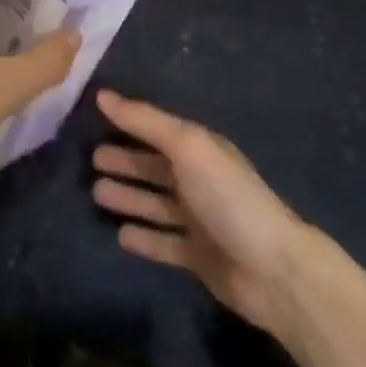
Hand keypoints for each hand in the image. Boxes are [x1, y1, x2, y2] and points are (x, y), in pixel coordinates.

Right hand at [91, 90, 315, 344]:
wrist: (273, 270)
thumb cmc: (228, 197)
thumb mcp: (187, 147)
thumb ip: (144, 121)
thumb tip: (102, 95)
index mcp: (200, 150)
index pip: (158, 130)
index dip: (129, 124)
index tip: (94, 118)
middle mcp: (199, 181)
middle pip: (154, 167)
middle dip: (125, 162)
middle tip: (92, 160)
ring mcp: (200, 221)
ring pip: (155, 203)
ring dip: (129, 197)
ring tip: (97, 194)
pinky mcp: (199, 257)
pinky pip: (164, 242)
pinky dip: (144, 238)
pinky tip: (121, 235)